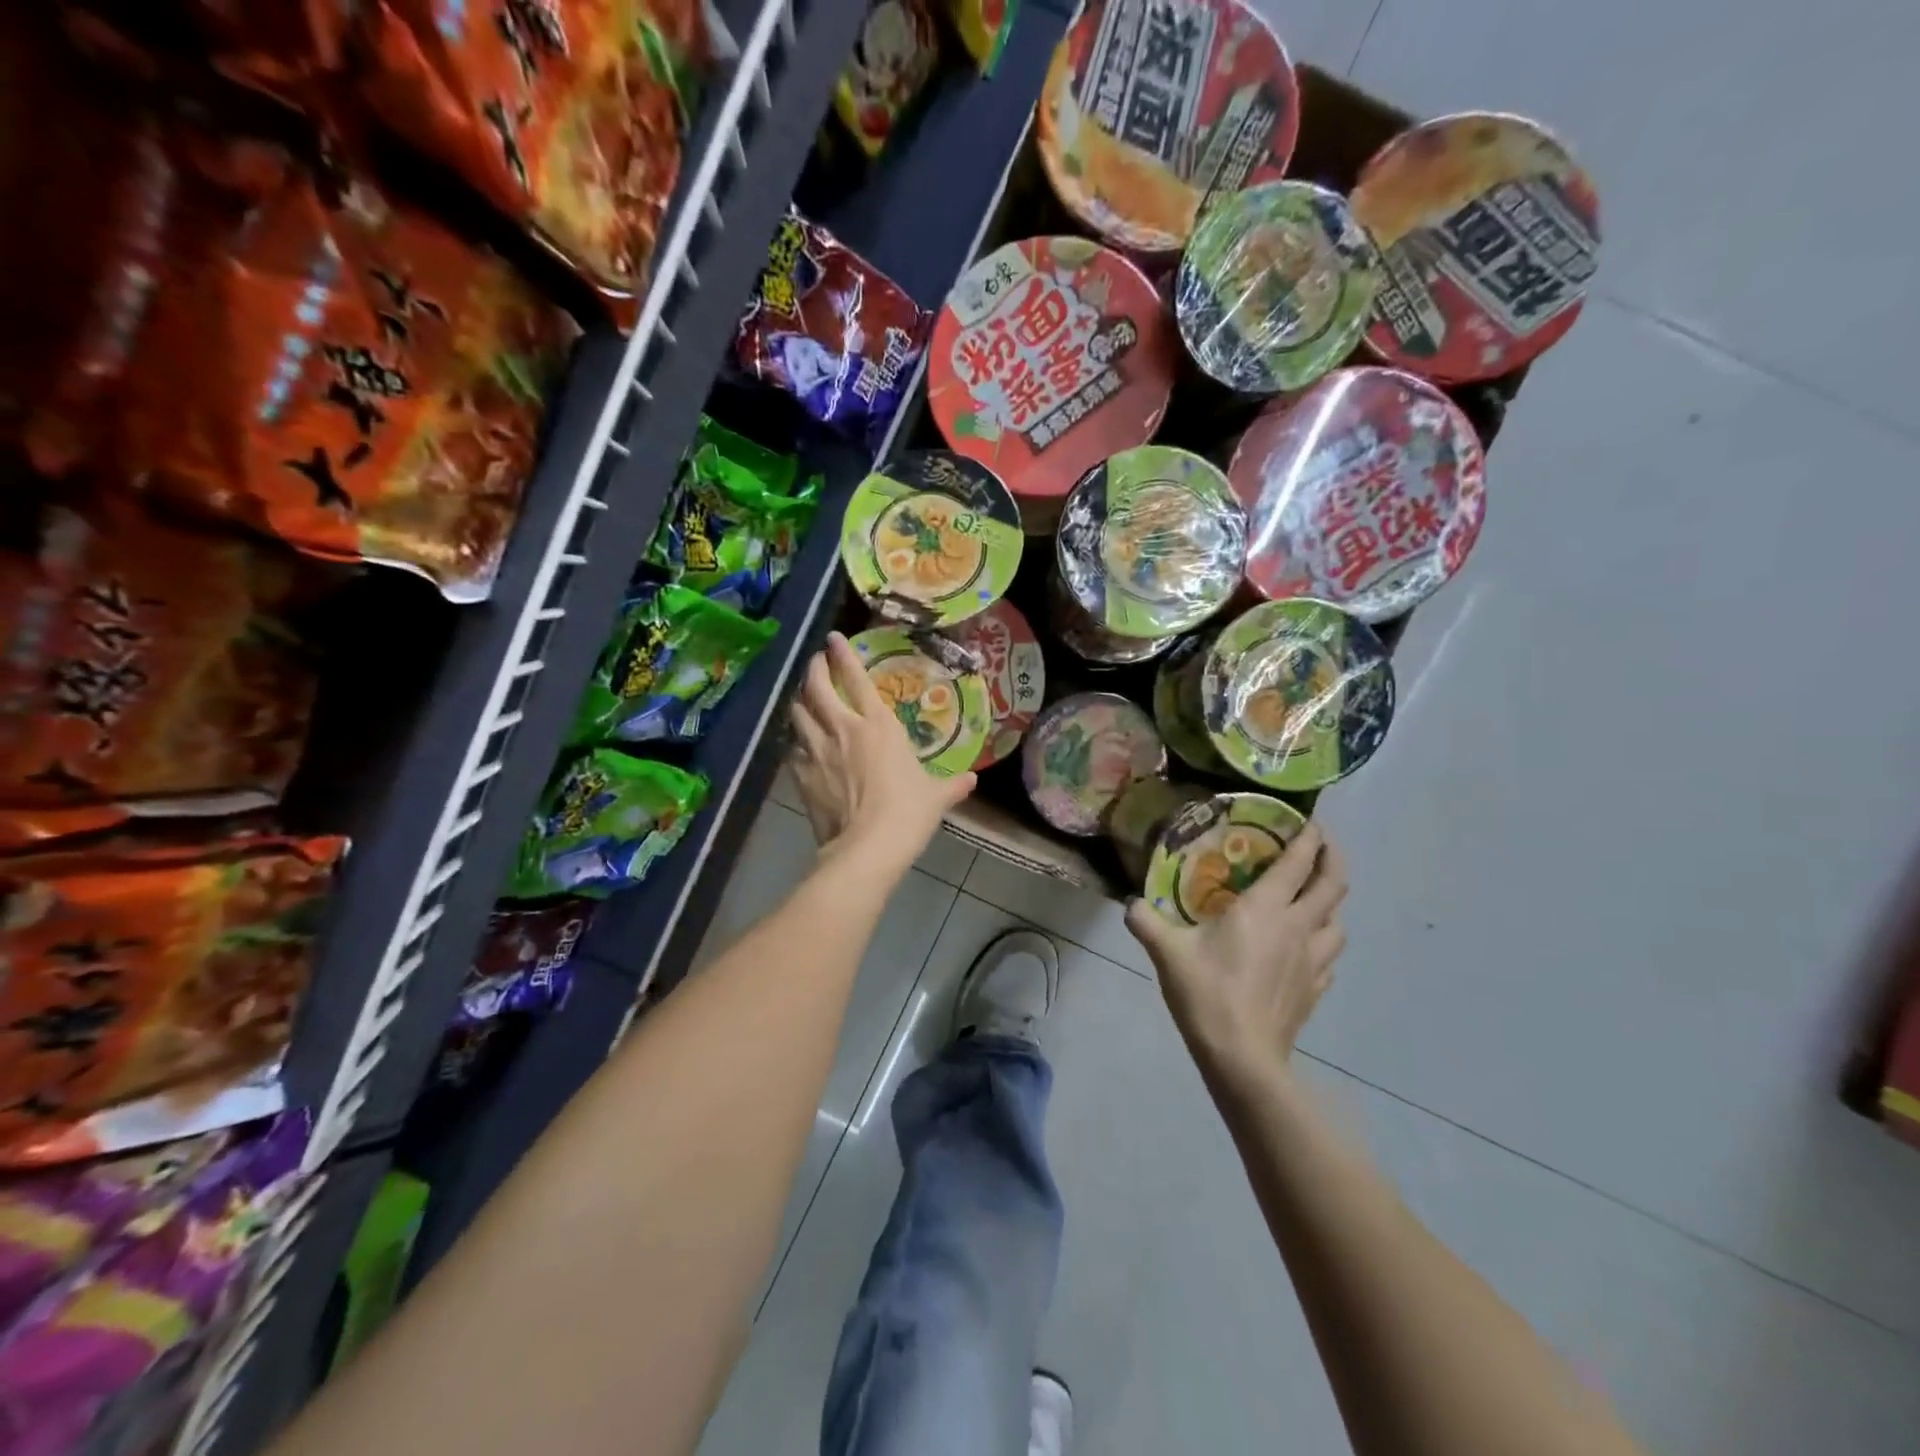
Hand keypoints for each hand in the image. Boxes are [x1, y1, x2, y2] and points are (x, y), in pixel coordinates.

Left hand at [787, 632, 975, 878]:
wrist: (868, 847)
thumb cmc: (908, 813)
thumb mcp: (936, 797)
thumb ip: (952, 785)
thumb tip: (972, 780)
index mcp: (879, 725)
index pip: (857, 678)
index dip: (843, 655)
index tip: (833, 638)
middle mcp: (844, 729)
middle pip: (817, 687)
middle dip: (814, 669)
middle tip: (816, 662)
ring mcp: (818, 751)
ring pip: (798, 714)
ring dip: (800, 702)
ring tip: (804, 699)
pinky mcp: (803, 776)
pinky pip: (794, 750)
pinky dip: (796, 744)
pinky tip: (801, 748)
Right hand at [1125, 822, 1346, 1088]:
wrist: (1242, 1057)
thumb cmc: (1208, 993)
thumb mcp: (1167, 952)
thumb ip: (1145, 921)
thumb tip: (1129, 902)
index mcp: (1266, 909)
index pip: (1299, 862)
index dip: (1311, 837)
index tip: (1312, 821)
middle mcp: (1298, 927)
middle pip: (1334, 885)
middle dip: (1332, 859)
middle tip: (1321, 846)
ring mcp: (1312, 960)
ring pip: (1338, 921)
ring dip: (1330, 903)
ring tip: (1312, 898)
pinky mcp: (1315, 989)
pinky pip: (1329, 955)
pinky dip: (1322, 941)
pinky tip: (1304, 948)